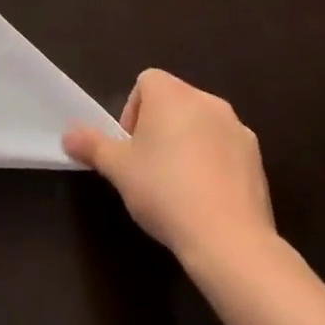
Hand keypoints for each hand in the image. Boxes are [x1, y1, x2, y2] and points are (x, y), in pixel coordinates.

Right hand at [64, 69, 277, 271]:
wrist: (230, 240)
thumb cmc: (165, 191)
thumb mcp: (118, 169)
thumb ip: (92, 146)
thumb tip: (67, 135)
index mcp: (170, 93)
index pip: (144, 84)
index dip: (132, 114)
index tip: (130, 149)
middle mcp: (205, 100)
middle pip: (174, 103)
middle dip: (159, 130)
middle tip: (149, 169)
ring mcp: (236, 128)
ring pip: (200, 127)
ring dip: (188, 145)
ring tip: (178, 188)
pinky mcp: (256, 159)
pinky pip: (226, 151)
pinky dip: (214, 165)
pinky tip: (206, 199)